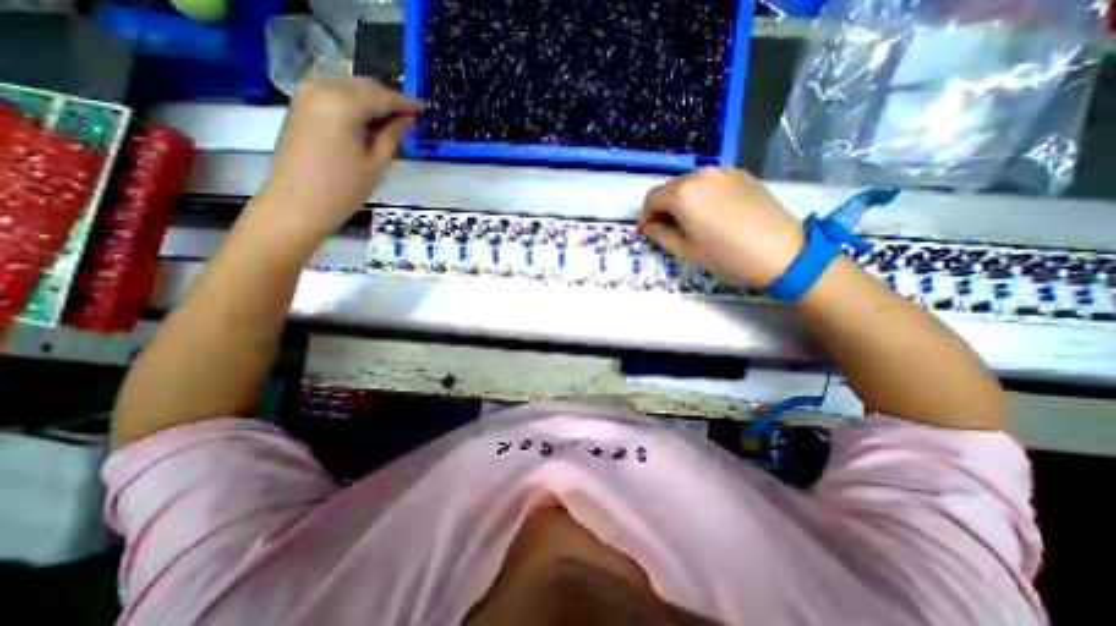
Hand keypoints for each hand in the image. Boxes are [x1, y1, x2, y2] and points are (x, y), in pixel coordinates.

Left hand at [256, 75, 425, 243]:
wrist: (297, 204)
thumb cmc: (343, 189)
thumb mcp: (377, 164)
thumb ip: (393, 135)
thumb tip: (408, 119)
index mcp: (344, 104)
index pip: (383, 97)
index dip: (406, 103)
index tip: (425, 108)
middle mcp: (322, 88)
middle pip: (365, 86)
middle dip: (389, 99)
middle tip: (410, 116)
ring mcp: (307, 94)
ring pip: (349, 87)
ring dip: (372, 100)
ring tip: (392, 121)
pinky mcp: (300, 105)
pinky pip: (334, 94)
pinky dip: (354, 103)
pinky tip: (367, 121)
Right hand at [641, 167, 806, 286]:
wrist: (780, 252)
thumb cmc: (726, 256)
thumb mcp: (685, 251)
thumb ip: (659, 234)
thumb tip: (649, 225)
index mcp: (682, 194)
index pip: (651, 198)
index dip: (646, 216)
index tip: (650, 231)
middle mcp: (699, 174)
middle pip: (669, 188)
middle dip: (663, 207)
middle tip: (670, 229)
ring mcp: (722, 171)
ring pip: (689, 183)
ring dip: (683, 200)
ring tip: (693, 221)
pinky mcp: (740, 174)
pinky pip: (710, 181)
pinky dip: (703, 194)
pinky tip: (714, 212)